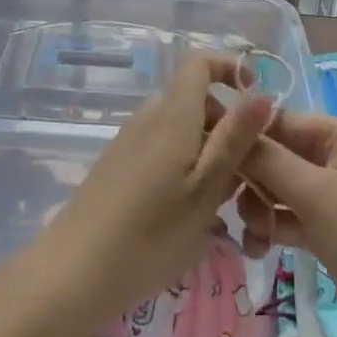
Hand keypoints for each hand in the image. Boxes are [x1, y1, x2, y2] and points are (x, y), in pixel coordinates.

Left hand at [39, 52, 274, 327]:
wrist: (73, 273)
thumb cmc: (150, 234)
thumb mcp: (206, 189)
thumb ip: (235, 139)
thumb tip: (264, 94)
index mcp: (172, 114)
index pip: (199, 63)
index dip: (230, 69)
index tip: (255, 101)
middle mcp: (148, 117)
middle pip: (193, 98)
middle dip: (226, 123)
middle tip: (245, 169)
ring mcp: (128, 141)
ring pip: (178, 126)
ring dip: (206, 148)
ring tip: (220, 198)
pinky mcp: (116, 165)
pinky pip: (160, 146)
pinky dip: (183, 163)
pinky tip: (186, 210)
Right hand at [237, 109, 336, 336]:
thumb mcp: (314, 193)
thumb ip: (267, 159)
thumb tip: (227, 122)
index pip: (278, 121)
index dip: (244, 136)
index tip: (207, 155)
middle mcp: (334, 156)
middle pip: (275, 155)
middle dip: (251, 180)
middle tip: (230, 205)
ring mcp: (331, 194)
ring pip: (277, 188)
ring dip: (259, 208)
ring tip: (255, 235)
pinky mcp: (327, 228)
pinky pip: (288, 216)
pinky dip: (272, 228)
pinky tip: (258, 249)